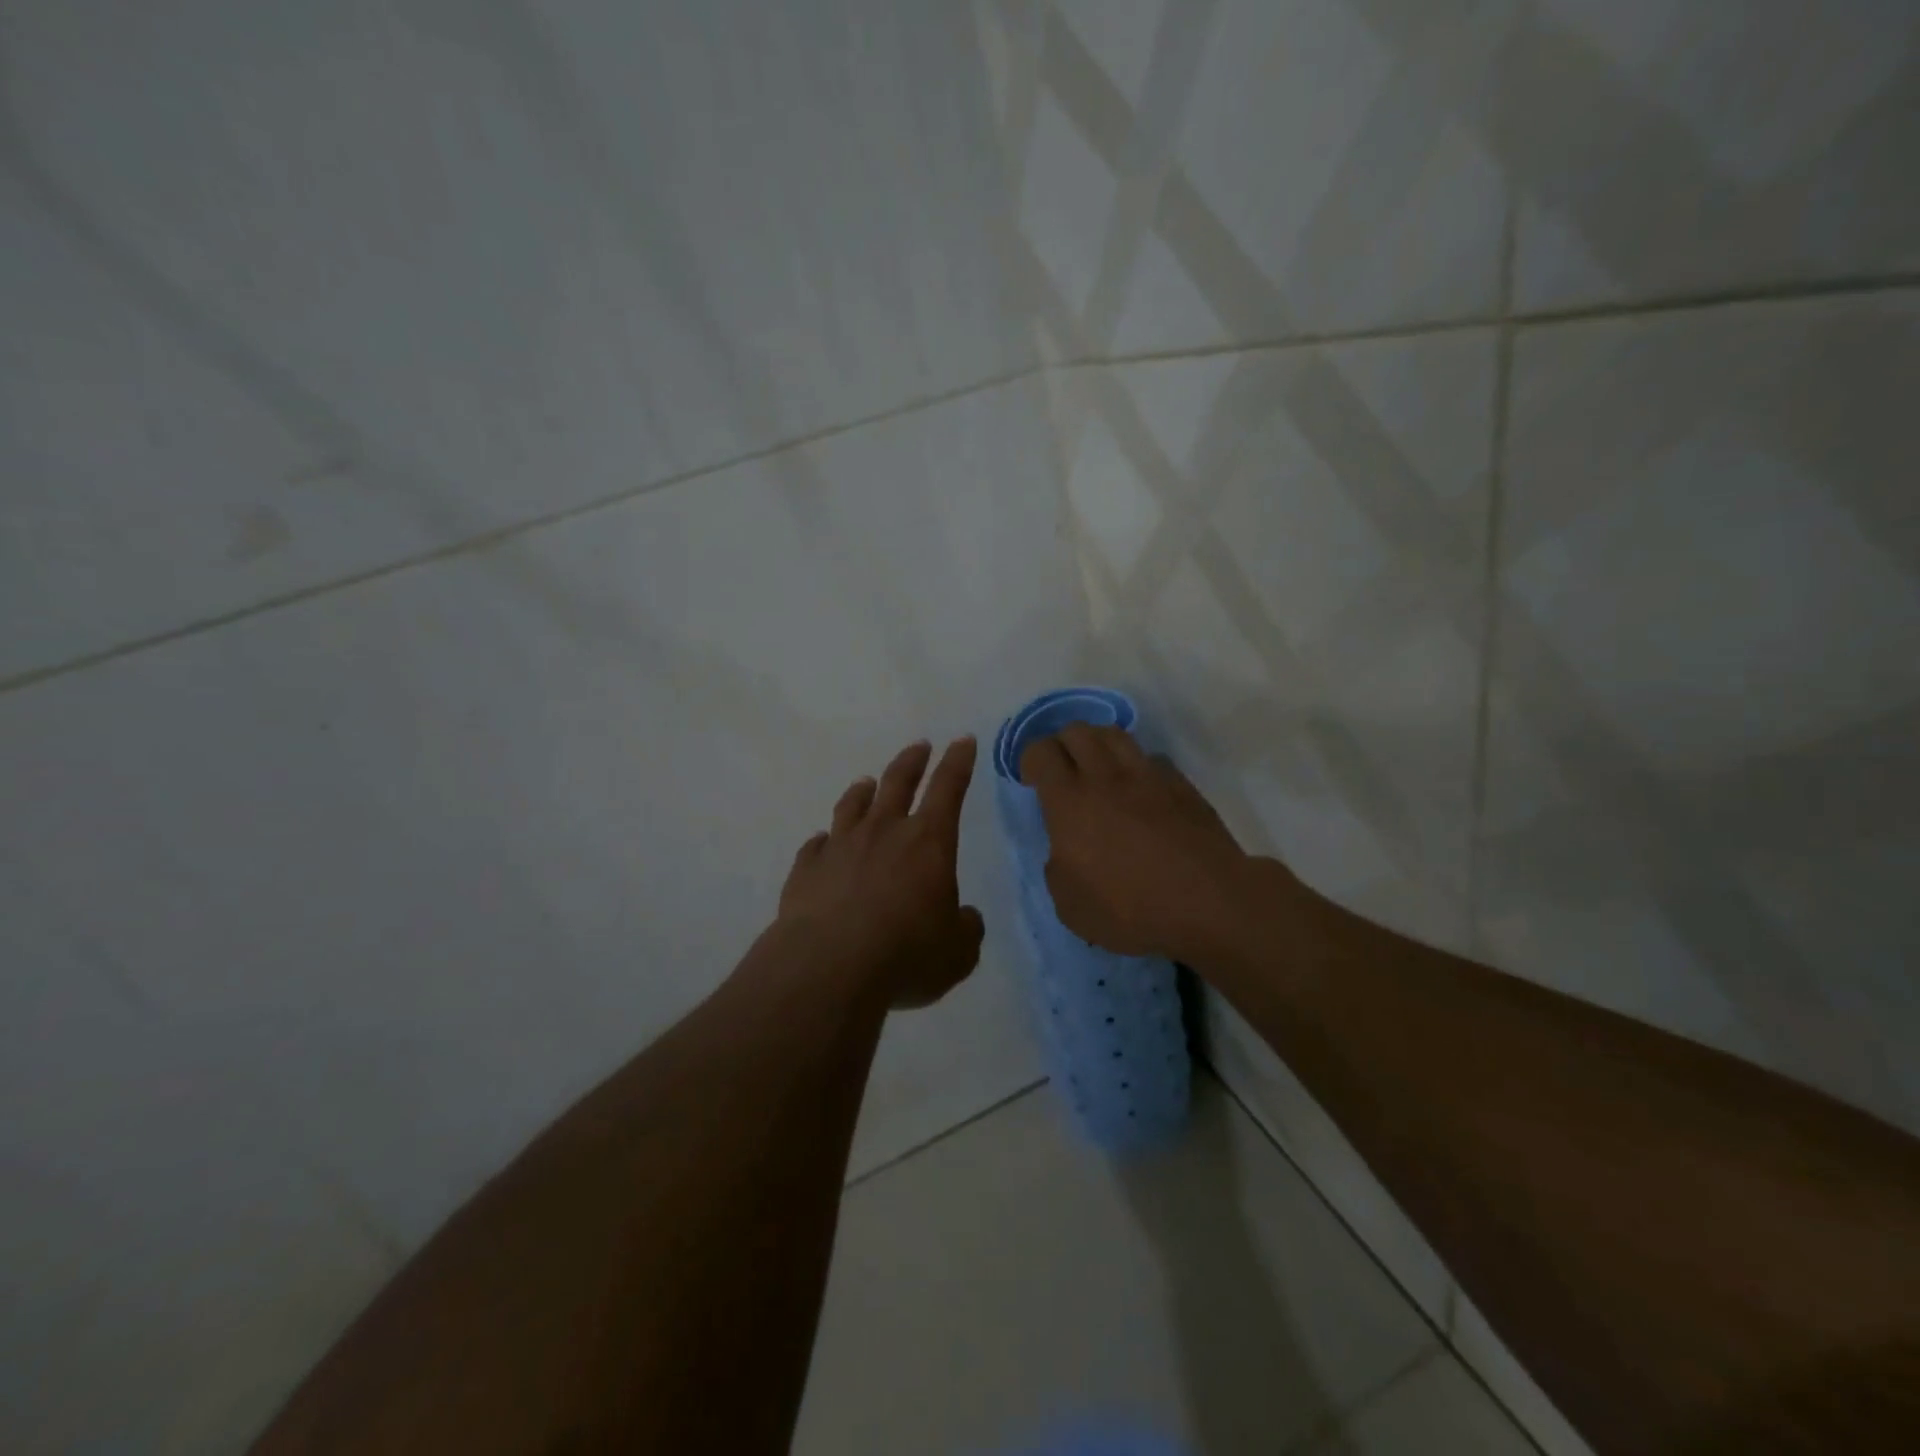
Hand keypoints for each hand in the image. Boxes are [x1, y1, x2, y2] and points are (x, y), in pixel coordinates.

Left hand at [778, 736, 985, 1008]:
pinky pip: (815, 846)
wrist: (828, 968)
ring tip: (866, 783)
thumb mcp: (957, 952)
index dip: (958, 762)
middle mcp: (883, 832)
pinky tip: (823, 843)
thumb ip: (966, 929)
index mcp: (928, 842)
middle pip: (898, 782)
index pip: (949, 788)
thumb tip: (964, 918)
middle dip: (912, 761)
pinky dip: (823, 841)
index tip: (962, 740)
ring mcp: (840, 847)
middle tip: (919, 746)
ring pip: (852, 805)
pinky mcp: (806, 870)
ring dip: (862, 791)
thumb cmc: (906, 954)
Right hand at [1021, 723, 1255, 962]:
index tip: (1033, 781)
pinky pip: (1151, 758)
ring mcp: (1148, 776)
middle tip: (1063, 772)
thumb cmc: (1131, 909)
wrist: (1209, 903)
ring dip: (1098, 744)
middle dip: (1062, 744)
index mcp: (1069, 802)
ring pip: (1115, 734)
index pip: (1041, 752)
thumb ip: (1058, 869)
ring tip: (1098, 770)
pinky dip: (1138, 766)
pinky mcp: (1181, 784)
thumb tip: (1065, 852)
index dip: (1030, 759)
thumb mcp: (1071, 906)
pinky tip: (1141, 790)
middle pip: (1077, 731)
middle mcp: (1105, 777)